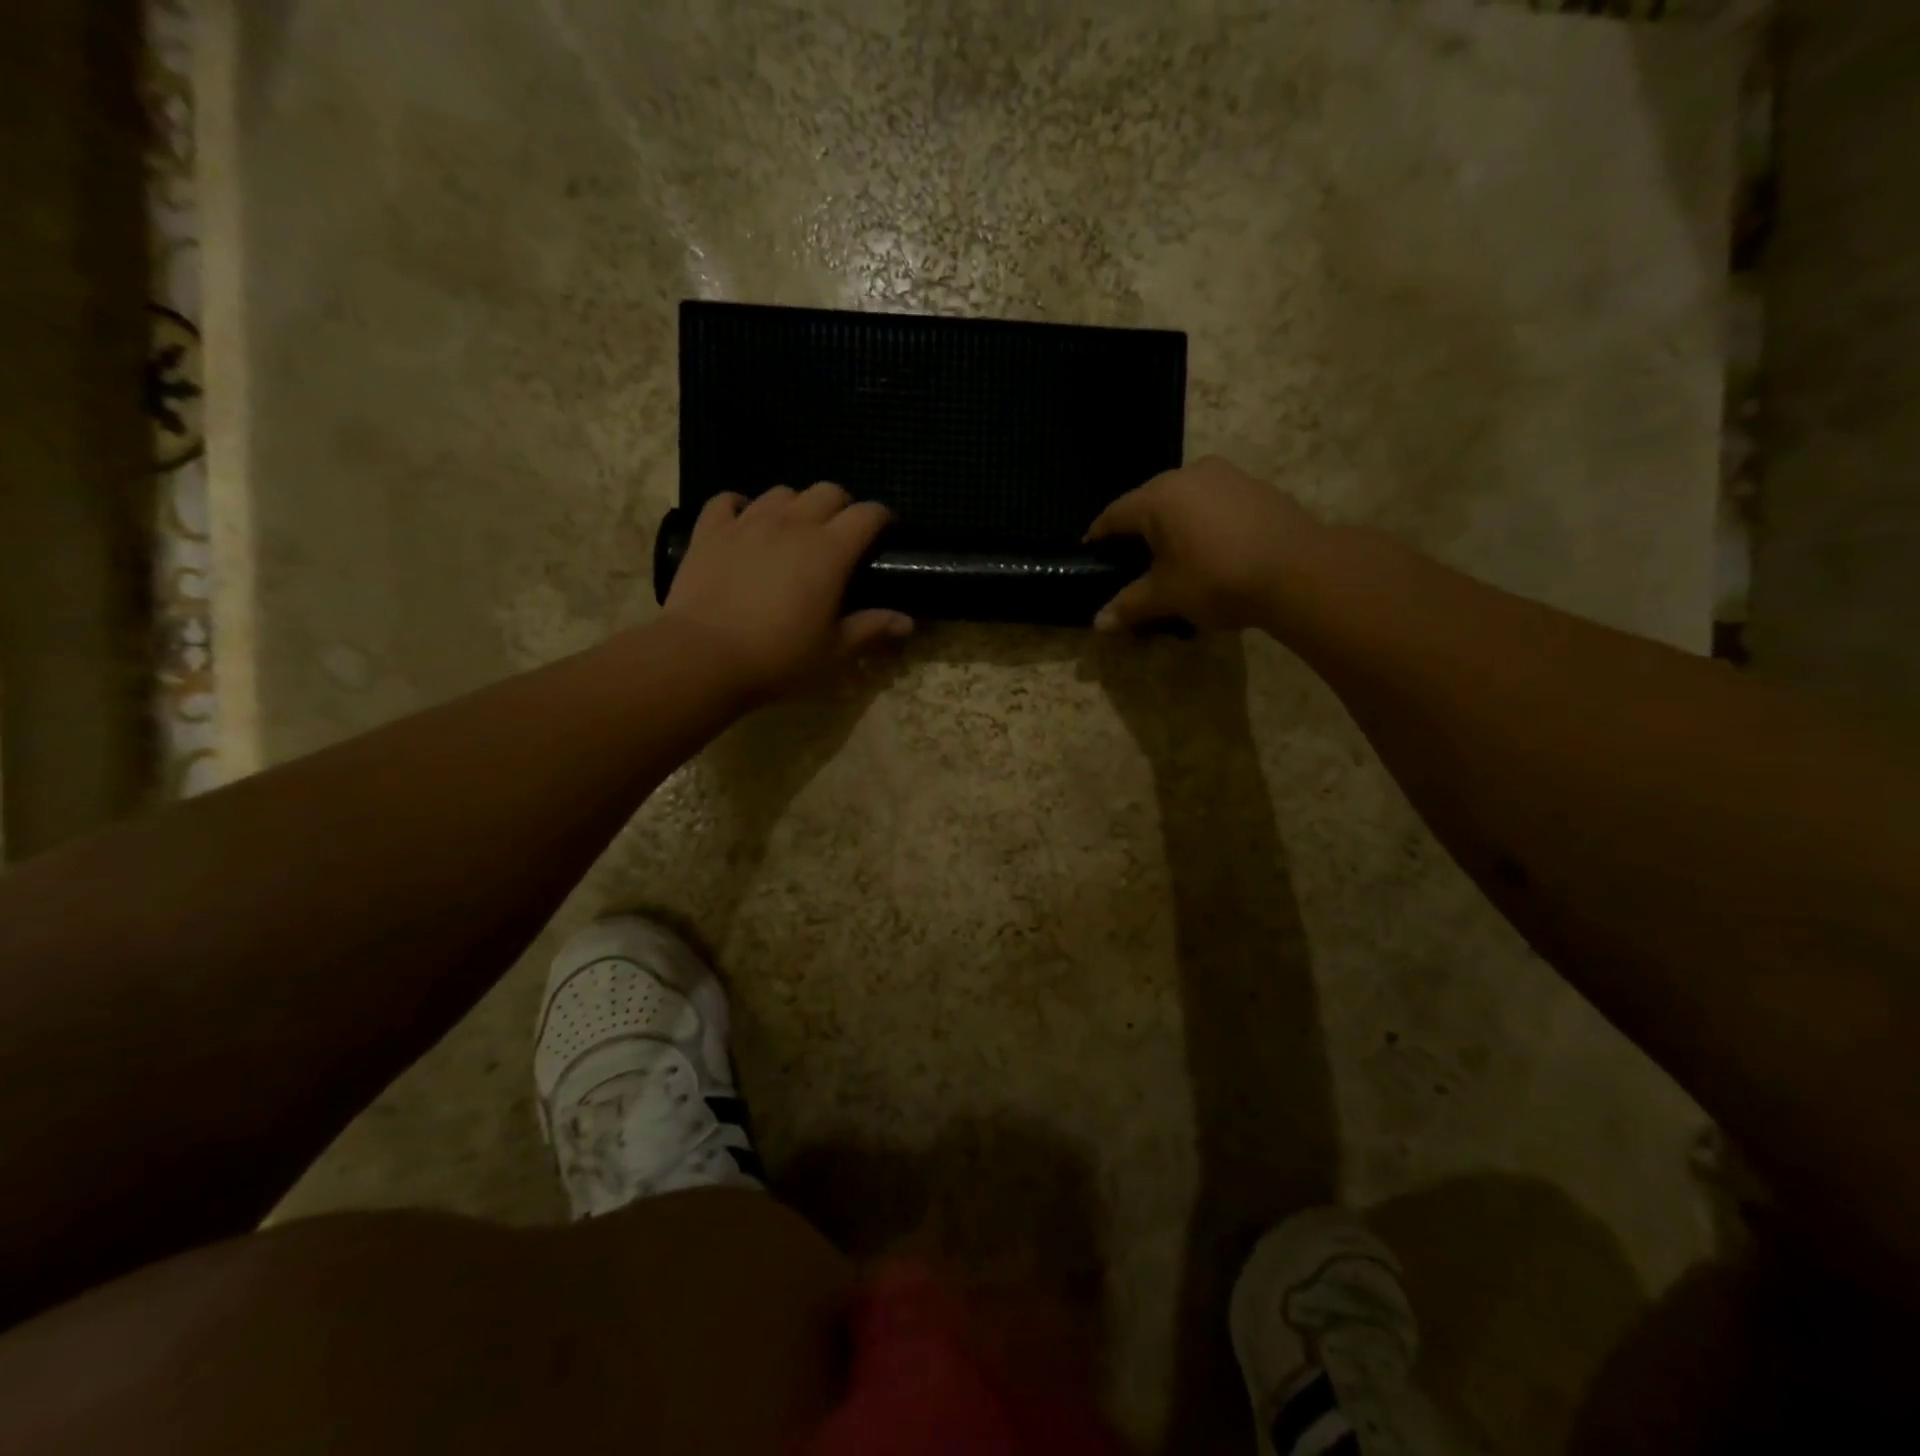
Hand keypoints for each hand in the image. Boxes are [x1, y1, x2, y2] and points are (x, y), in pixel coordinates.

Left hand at [663, 483, 912, 699]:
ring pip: (781, 492)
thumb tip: (907, 621)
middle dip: (841, 506)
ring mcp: (747, 522)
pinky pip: (727, 501)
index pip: (867, 515)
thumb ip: (871, 629)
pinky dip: (741, 506)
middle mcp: (792, 524)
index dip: (881, 518)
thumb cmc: (778, 657)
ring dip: (795, 506)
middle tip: (841, 535)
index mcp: (830, 550)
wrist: (703, 657)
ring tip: (794, 531)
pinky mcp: (709, 531)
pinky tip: (744, 524)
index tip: (885, 532)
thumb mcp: (834, 652)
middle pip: (826, 492)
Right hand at [1086, 456, 1321, 630]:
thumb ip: (1129, 605)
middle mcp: (1189, 475)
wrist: (1298, 571)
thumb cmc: (1217, 579)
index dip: (1099, 536)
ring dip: (1174, 526)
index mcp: (1158, 497)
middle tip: (1131, 561)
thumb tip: (1098, 624)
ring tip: (1173, 557)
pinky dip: (1204, 524)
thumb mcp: (1166, 596)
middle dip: (1138, 531)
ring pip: (1185, 500)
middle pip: (1149, 503)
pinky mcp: (1256, 488)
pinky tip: (1211, 551)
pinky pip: (1215, 504)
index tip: (1091, 553)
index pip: (1114, 515)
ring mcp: (1227, 477)